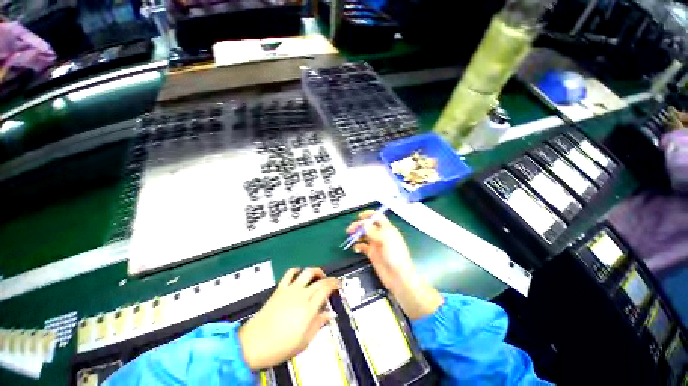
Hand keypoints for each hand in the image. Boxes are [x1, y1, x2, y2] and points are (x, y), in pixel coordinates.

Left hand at [239, 268, 338, 369]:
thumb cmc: (281, 346)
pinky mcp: (279, 289)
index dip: (335, 285)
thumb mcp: (304, 341)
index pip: (326, 290)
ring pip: (307, 272)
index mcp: (308, 308)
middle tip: (334, 282)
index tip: (339, 286)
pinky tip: (299, 273)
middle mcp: (301, 295)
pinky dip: (296, 270)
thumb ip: (319, 324)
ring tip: (320, 275)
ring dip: (316, 271)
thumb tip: (330, 314)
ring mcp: (290, 290)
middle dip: (329, 279)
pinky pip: (289, 274)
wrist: (254, 344)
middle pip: (319, 281)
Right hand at [347, 210, 442, 319]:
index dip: (368, 214)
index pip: (377, 216)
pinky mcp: (372, 253)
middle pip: (368, 225)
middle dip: (358, 225)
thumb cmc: (395, 255)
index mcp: (387, 228)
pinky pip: (362, 246)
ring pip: (363, 235)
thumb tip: (363, 223)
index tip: (359, 216)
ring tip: (351, 238)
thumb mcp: (385, 240)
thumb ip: (373, 231)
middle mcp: (380, 234)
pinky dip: (357, 246)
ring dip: (356, 235)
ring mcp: (375, 244)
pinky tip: (356, 249)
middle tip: (350, 230)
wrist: (398, 277)